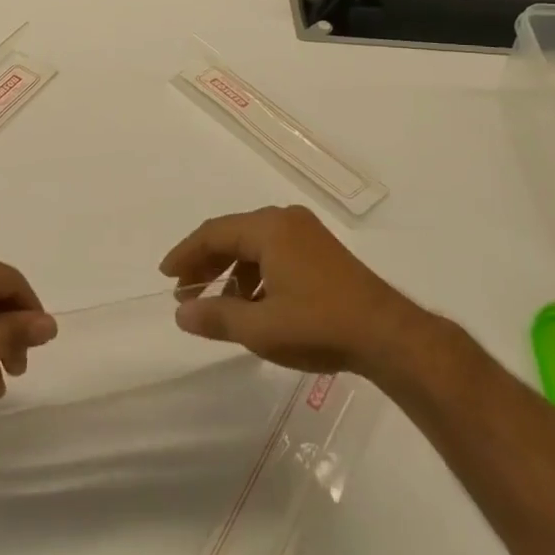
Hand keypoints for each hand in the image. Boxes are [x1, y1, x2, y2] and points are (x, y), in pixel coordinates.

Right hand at [158, 205, 423, 377]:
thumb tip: (181, 313)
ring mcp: (305, 233)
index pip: (214, 233)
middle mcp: (285, 220)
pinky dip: (255, 274)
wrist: (388, 335)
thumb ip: (217, 317)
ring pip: (254, 245)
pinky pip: (274, 252)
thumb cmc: (319, 325)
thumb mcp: (261, 328)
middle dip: (206, 263)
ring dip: (230, 271)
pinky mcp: (320, 251)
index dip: (186, 254)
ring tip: (216, 304)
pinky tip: (252, 304)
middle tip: (184, 292)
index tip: (166, 276)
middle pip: (232, 235)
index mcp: (268, 228)